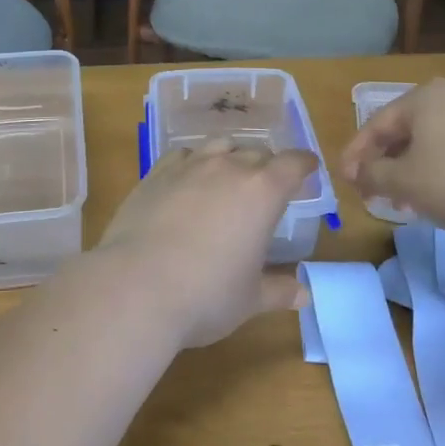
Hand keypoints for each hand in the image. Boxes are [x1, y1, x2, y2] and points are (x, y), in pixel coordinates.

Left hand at [93, 139, 318, 348]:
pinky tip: (188, 179)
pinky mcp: (154, 174)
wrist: (136, 286)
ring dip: (230, 156)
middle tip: (268, 185)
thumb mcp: (249, 299)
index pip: (293, 164)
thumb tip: (304, 295)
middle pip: (257, 152)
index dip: (304, 164)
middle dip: (267, 165)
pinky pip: (182, 155)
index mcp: (262, 192)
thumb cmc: (206, 295)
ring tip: (229, 174)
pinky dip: (193, 162)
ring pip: (219, 146)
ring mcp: (188, 167)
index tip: (309, 167)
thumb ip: (278, 291)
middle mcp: (228, 168)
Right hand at [341, 78, 444, 233]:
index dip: (356, 155)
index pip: (376, 125)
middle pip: (406, 130)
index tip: (348, 182)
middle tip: (377, 193)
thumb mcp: (404, 183)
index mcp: (421, 98)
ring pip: (435, 139)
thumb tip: (358, 173)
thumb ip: (372, 175)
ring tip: (410, 200)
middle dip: (387, 163)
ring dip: (416, 168)